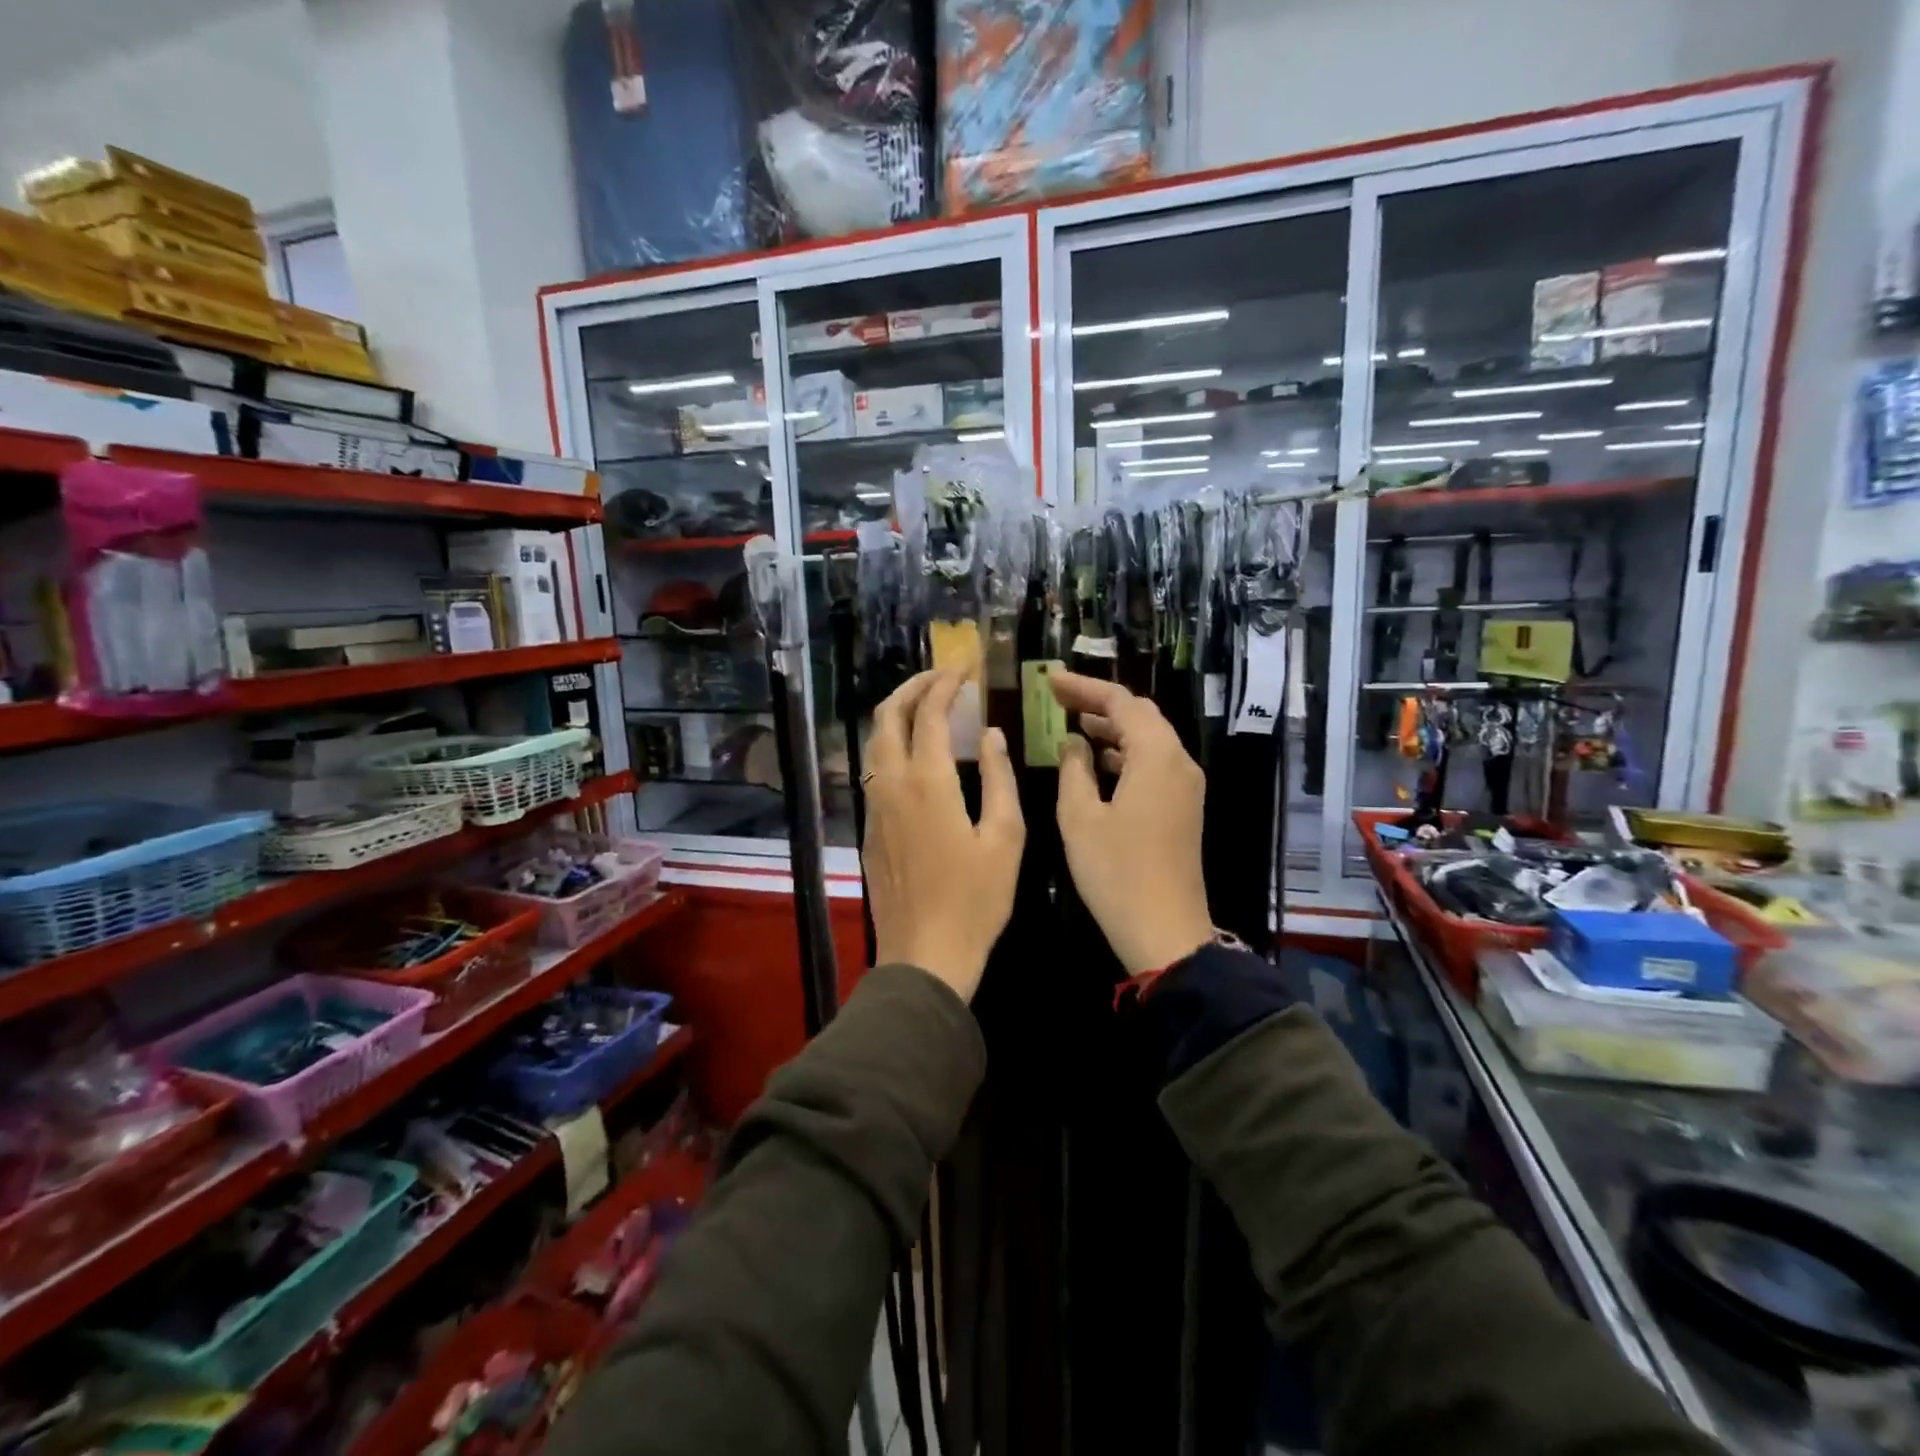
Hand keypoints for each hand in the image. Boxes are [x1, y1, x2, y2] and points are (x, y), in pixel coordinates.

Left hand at [863, 670, 1024, 1001]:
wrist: (924, 956)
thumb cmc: (975, 900)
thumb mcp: (1005, 838)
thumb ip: (999, 779)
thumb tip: (990, 735)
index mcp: (927, 782)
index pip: (928, 713)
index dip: (945, 685)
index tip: (964, 670)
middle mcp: (891, 785)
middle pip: (887, 717)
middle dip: (912, 687)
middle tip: (941, 678)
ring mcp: (874, 807)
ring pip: (875, 743)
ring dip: (897, 714)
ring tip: (926, 706)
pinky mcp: (869, 830)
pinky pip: (874, 771)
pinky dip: (892, 745)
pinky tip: (915, 756)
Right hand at [1050, 670, 1213, 975]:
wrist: (1165, 931)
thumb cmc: (1116, 872)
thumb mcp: (1080, 816)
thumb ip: (1074, 768)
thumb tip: (1074, 741)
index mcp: (1156, 756)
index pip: (1121, 702)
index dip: (1084, 688)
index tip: (1050, 681)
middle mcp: (1179, 762)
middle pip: (1141, 715)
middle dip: (1099, 703)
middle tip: (1058, 699)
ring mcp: (1186, 786)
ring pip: (1149, 739)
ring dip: (1113, 728)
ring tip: (1073, 724)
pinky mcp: (1184, 807)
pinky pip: (1154, 763)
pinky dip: (1125, 754)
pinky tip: (1097, 763)